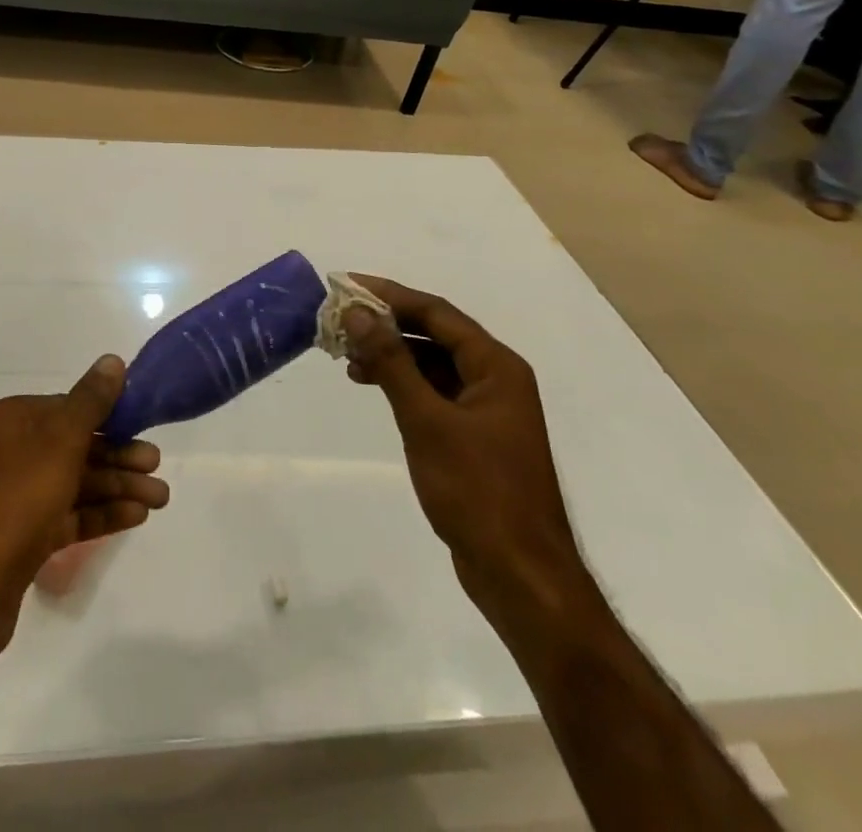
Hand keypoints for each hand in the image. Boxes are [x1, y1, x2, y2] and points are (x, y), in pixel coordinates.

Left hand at [0, 356, 169, 674]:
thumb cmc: (12, 501)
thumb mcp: (59, 441)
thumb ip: (90, 402)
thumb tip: (112, 360)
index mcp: (13, 420)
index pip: (70, 407)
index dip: (110, 416)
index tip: (145, 425)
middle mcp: (11, 453)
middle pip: (76, 446)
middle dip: (119, 456)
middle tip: (157, 467)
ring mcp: (15, 498)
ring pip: (76, 483)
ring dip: (117, 488)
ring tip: (160, 499)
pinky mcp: (21, 540)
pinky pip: (68, 517)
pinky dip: (100, 515)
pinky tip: (135, 517)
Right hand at [343, 277, 588, 630]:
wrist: (521, 577)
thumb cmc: (478, 492)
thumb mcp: (427, 421)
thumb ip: (392, 363)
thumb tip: (358, 312)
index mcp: (496, 366)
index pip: (437, 312)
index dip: (390, 295)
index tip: (348, 284)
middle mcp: (496, 379)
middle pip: (435, 334)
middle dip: (388, 325)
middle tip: (341, 322)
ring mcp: (487, 410)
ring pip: (433, 365)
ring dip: (393, 356)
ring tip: (348, 358)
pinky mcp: (475, 438)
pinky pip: (435, 393)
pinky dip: (404, 385)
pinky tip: (374, 388)